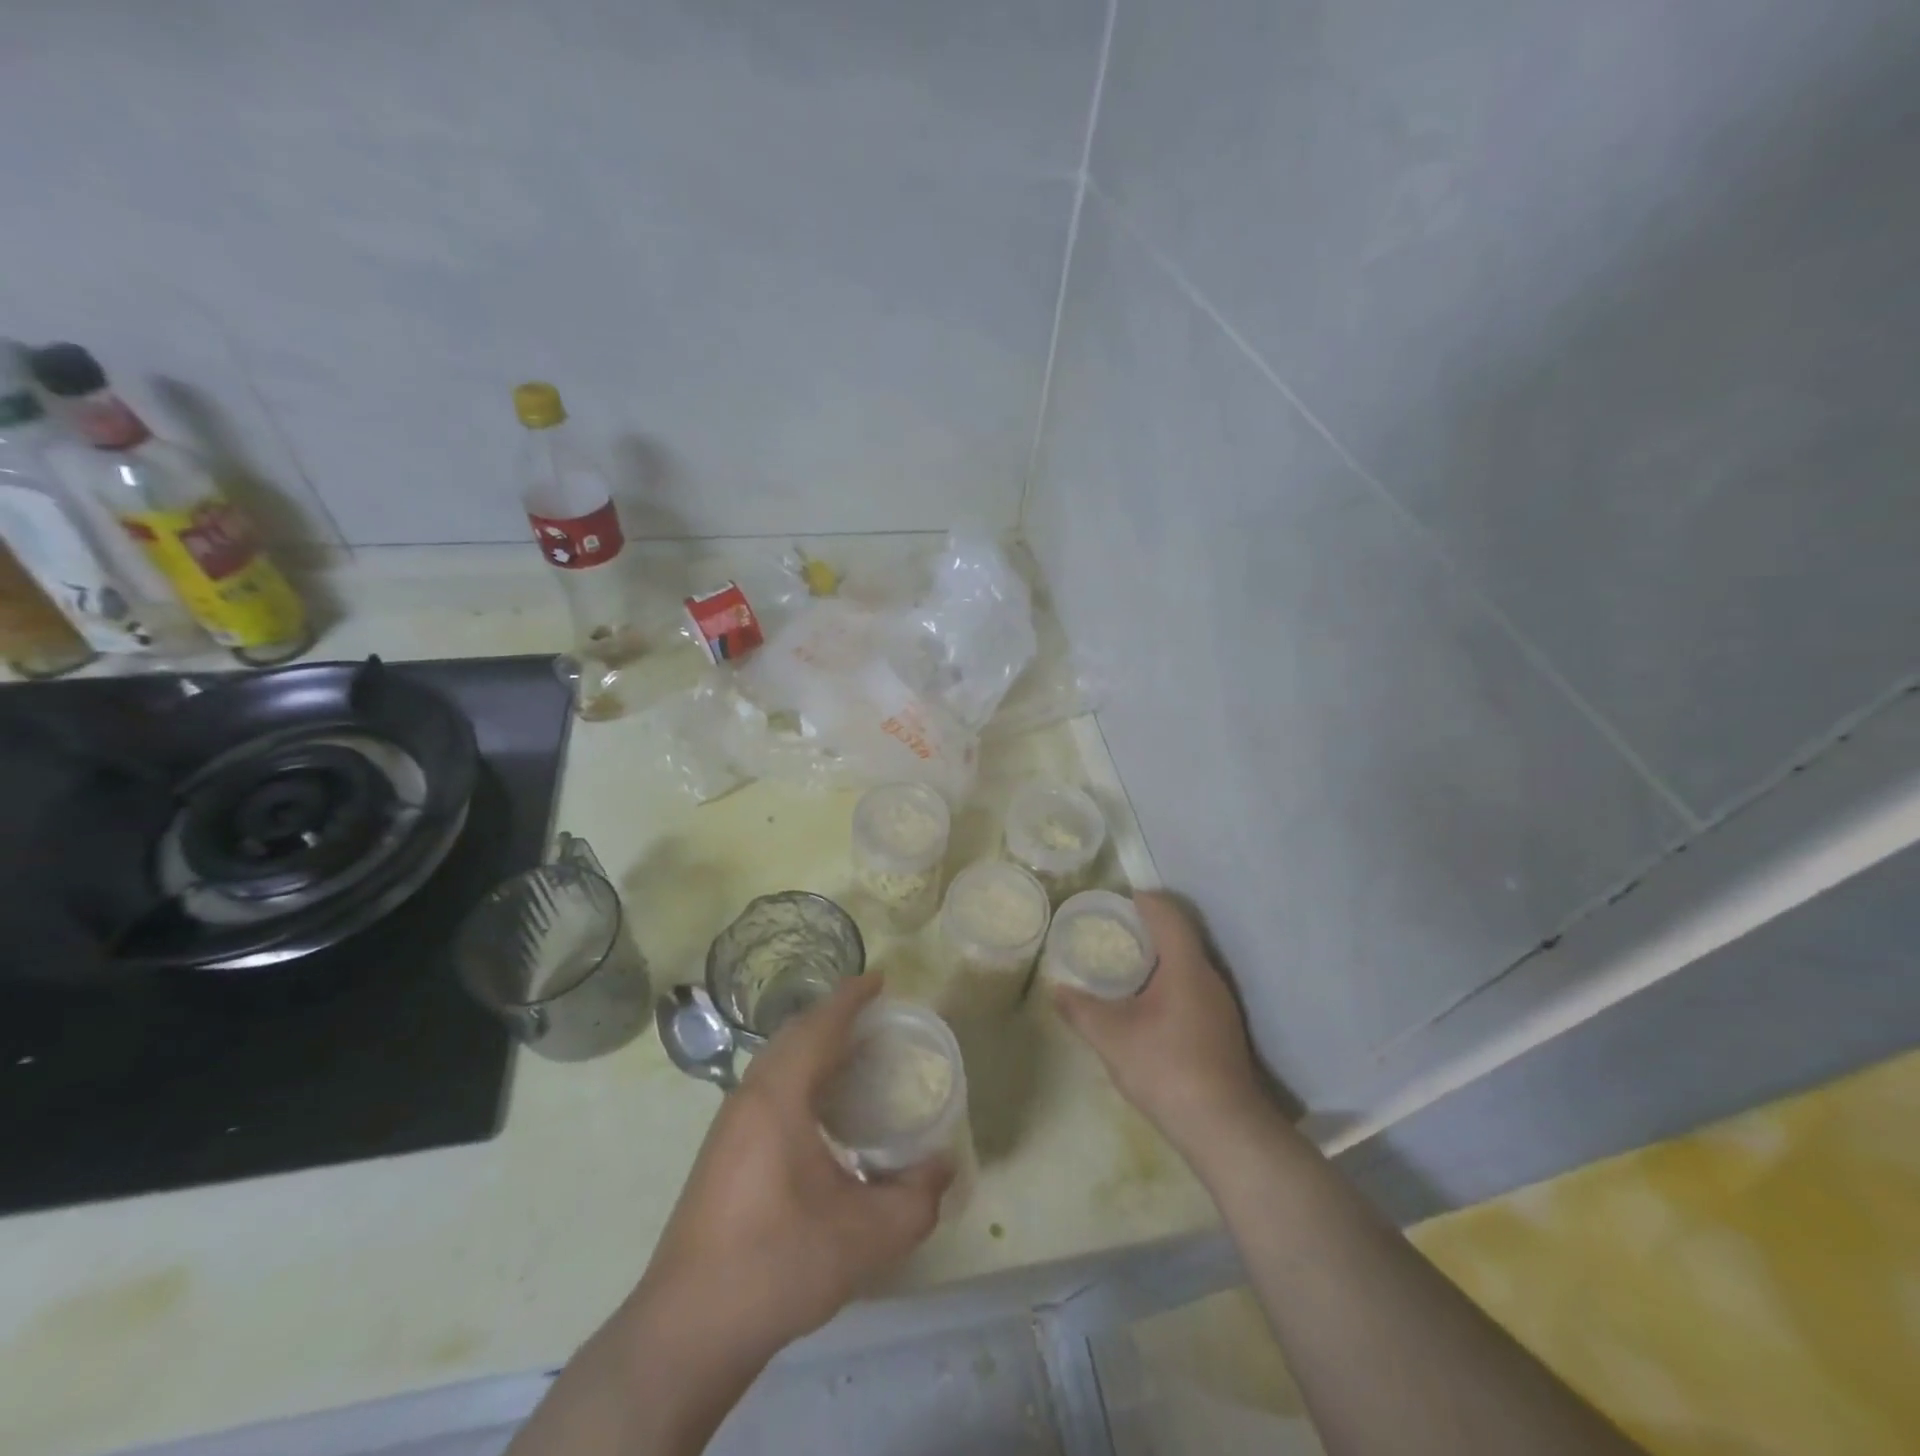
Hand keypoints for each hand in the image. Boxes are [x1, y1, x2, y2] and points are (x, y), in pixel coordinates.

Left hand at [640, 975, 950, 1357]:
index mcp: (779, 1098)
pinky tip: (818, 1108)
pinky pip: (766, 1086)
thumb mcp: (864, 1237)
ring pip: (775, 1061)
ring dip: (812, 1045)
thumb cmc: (777, 1265)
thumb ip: (916, 1199)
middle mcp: (749, 1097)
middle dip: (832, 1016)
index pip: (819, 1027)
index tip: (880, 979)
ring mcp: (728, 1124)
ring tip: (852, 1053)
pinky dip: (797, 1073)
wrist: (687, 1329)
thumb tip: (944, 1166)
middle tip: (874, 1016)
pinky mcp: (720, 1151)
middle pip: (794, 1035)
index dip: (851, 998)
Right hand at [1052, 891, 1266, 1155]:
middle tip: (1110, 931)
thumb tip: (1056, 989)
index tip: (1116, 899)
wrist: (1224, 1128)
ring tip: (1121, 966)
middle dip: (1145, 928)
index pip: (1167, 915)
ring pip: (1186, 965)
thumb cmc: (1166, 1069)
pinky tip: (1145, 1005)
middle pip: (1178, 936)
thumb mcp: (1111, 1038)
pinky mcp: (1222, 1029)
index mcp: (1186, 967)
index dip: (1143, 900)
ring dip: (1156, 958)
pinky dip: (1166, 982)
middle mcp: (1208, 977)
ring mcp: (1220, 1005)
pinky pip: (1191, 987)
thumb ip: (1080, 1009)